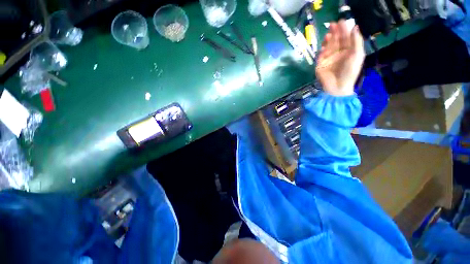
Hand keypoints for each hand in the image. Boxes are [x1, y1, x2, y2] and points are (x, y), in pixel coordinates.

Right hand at [316, 21, 364, 96]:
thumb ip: (356, 41)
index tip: (341, 21)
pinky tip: (324, 46)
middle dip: (335, 32)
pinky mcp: (320, 65)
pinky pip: (321, 55)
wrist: (337, 87)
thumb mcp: (357, 55)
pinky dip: (322, 50)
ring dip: (328, 40)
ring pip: (328, 46)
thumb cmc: (350, 72)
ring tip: (329, 33)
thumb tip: (355, 27)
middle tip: (333, 24)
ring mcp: (329, 59)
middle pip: (336, 41)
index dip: (344, 30)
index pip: (346, 38)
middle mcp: (338, 54)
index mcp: (348, 51)